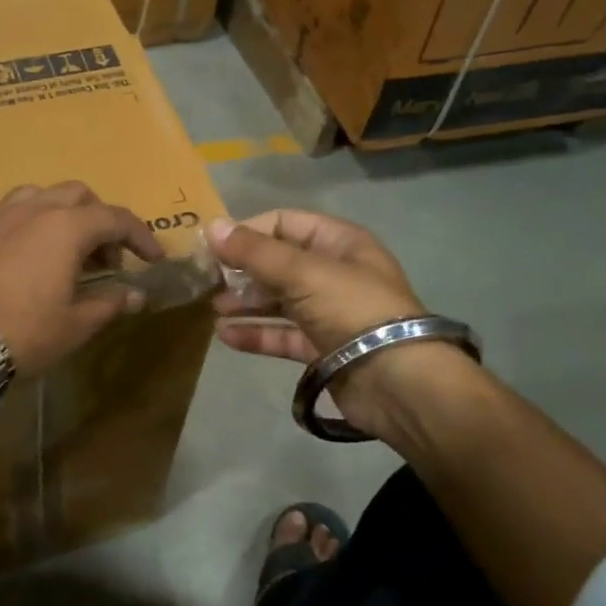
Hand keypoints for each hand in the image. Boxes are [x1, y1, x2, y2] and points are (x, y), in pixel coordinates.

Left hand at [0, 182, 163, 376]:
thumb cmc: (25, 334)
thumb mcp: (76, 324)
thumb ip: (110, 303)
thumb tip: (136, 295)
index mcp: (66, 227)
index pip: (116, 219)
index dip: (141, 237)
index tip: (153, 259)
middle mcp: (32, 210)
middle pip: (77, 195)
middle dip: (99, 220)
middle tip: (105, 260)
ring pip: (36, 196)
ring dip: (59, 215)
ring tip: (62, 249)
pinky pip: (1, 216)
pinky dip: (20, 228)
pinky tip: (17, 254)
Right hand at [208, 210, 431, 430]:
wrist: (398, 382)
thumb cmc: (353, 310)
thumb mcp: (303, 273)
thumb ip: (255, 252)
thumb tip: (211, 226)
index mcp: (339, 243)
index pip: (284, 223)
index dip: (248, 231)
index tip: (212, 246)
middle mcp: (333, 274)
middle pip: (278, 263)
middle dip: (242, 270)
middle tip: (207, 281)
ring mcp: (328, 312)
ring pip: (278, 300)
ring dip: (245, 302)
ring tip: (214, 308)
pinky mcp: (321, 348)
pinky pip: (281, 334)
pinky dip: (255, 333)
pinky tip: (226, 335)